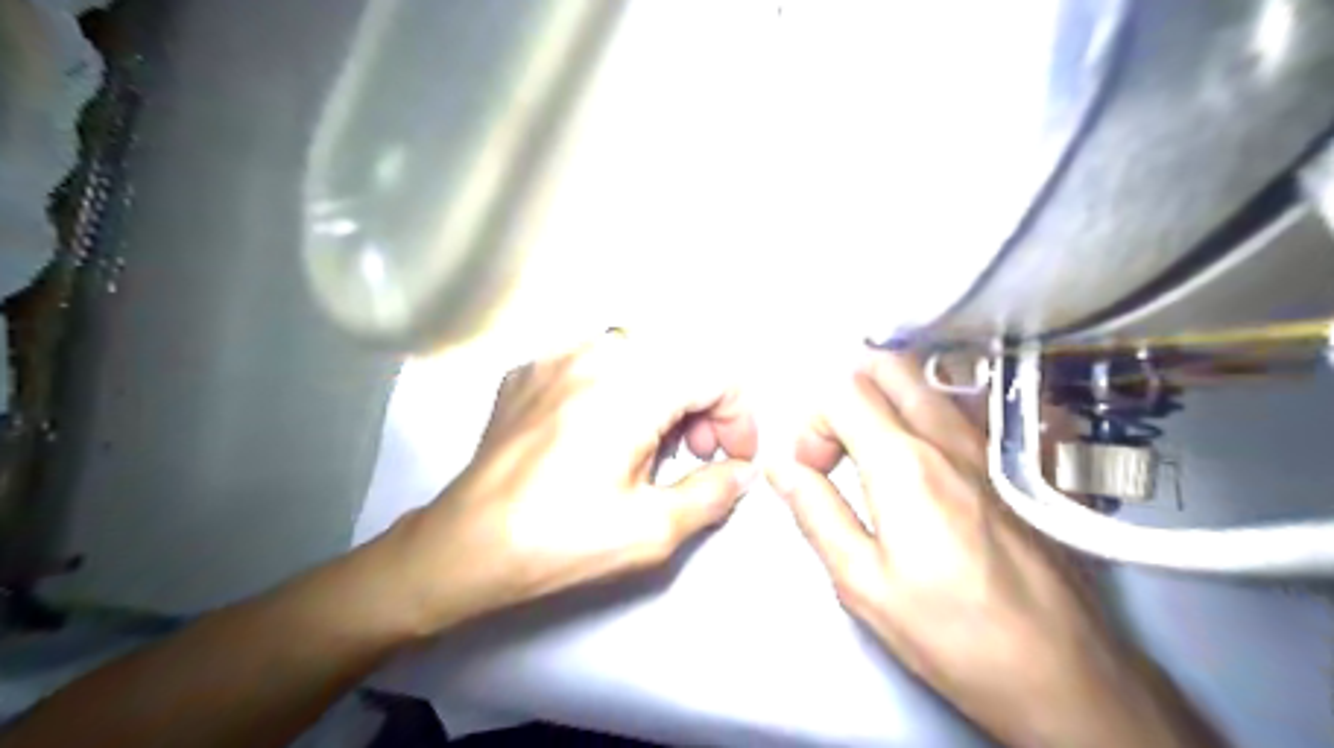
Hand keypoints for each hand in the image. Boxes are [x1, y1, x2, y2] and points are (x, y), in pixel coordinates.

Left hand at [392, 335, 754, 633]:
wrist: (464, 546)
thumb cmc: (560, 541)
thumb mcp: (651, 529)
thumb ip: (713, 493)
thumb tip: (742, 471)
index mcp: (630, 388)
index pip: (716, 374)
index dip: (738, 416)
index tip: (732, 458)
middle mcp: (595, 353)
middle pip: (679, 361)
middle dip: (702, 408)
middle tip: (694, 456)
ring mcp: (555, 355)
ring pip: (640, 358)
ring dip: (662, 396)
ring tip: (650, 446)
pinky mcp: (530, 369)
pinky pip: (595, 364)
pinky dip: (620, 391)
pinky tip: (602, 434)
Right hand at [773, 350, 1217, 747]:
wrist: (1063, 671)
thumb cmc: (952, 633)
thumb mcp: (862, 582)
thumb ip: (815, 512)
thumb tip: (780, 467)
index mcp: (903, 464)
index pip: (840, 392)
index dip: (811, 424)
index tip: (812, 471)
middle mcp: (946, 437)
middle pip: (885, 366)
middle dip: (844, 392)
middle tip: (836, 444)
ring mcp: (984, 445)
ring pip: (922, 381)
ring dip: (881, 399)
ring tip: (868, 452)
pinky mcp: (1007, 462)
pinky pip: (953, 406)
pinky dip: (919, 409)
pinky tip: (916, 459)